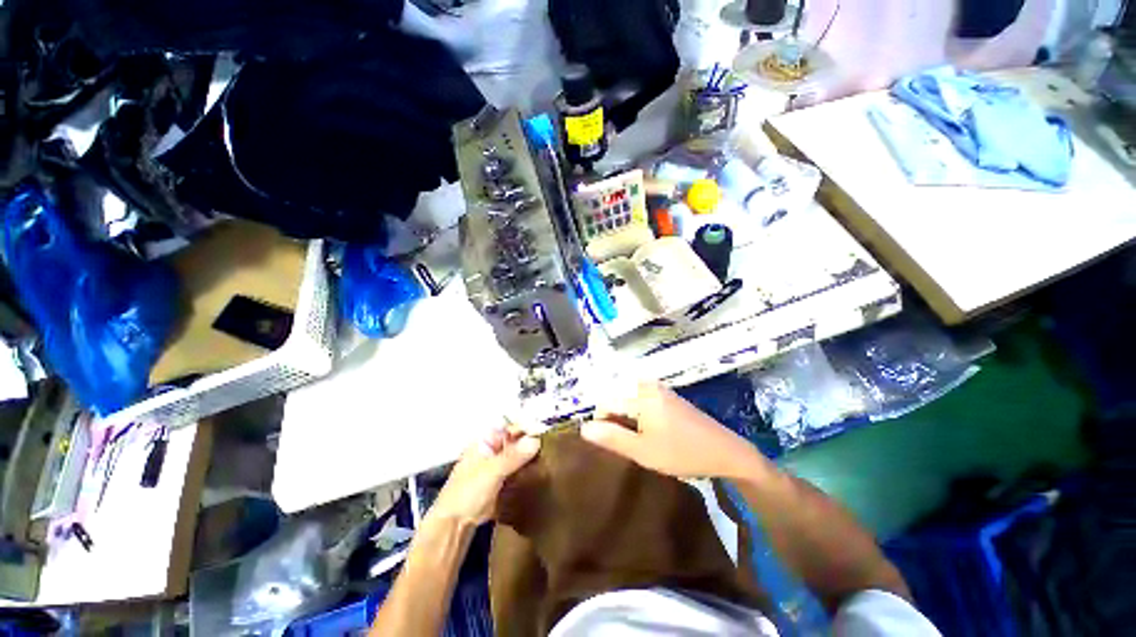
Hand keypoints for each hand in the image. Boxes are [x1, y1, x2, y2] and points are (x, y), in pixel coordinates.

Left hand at [429, 425, 540, 527]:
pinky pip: (520, 470)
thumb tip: (536, 440)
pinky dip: (530, 469)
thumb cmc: (467, 492)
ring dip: (533, 455)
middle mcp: (494, 449)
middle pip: (517, 440)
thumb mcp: (491, 471)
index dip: (527, 427)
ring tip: (551, 456)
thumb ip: (513, 456)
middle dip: (532, 441)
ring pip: (520, 455)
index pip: (510, 427)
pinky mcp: (504, 480)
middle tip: (551, 444)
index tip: (544, 431)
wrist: (455, 525)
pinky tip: (542, 471)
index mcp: (486, 440)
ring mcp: (499, 465)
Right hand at [581, 381, 759, 478]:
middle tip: (625, 443)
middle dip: (614, 420)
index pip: (605, 401)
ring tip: (636, 440)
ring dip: (625, 419)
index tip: (611, 443)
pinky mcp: (666, 395)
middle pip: (616, 397)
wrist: (725, 451)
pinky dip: (636, 415)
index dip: (602, 423)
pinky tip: (648, 433)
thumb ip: (612, 438)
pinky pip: (640, 400)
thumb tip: (583, 428)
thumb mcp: (643, 451)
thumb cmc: (682, 452)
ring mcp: (658, 388)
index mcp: (640, 393)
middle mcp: (647, 385)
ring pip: (628, 399)